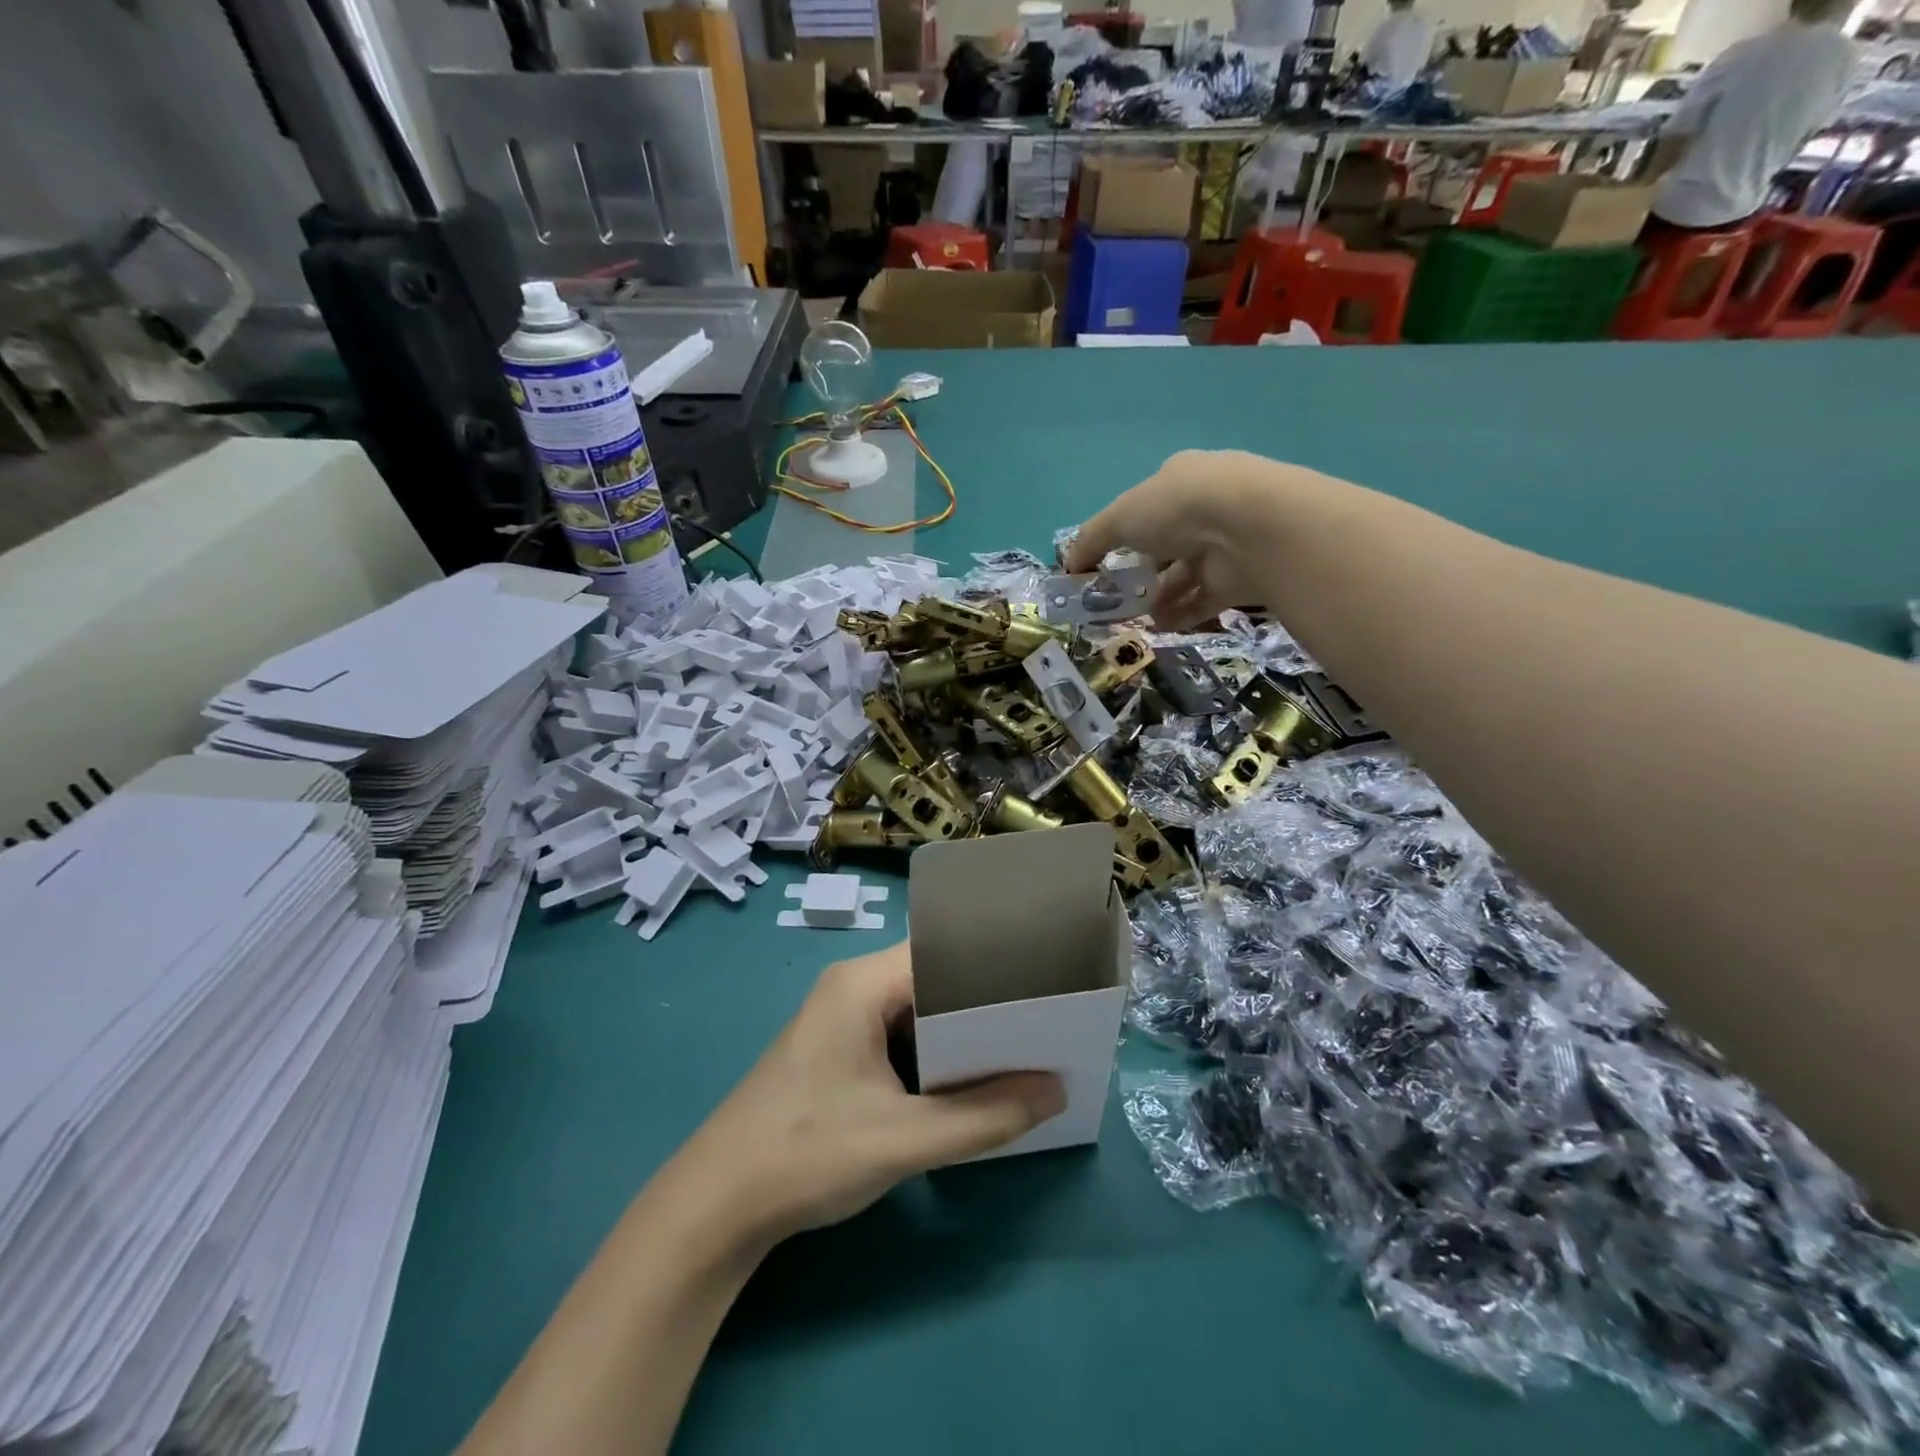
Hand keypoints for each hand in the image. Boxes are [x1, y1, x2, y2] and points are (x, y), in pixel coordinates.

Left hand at [674, 943, 1064, 1246]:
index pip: (944, 949)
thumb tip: (1056, 1091)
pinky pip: (899, 1035)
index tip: (1044, 984)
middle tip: (1043, 1021)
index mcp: (863, 983)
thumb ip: (984, 1117)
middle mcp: (853, 986)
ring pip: (918, 1010)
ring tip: (1021, 1047)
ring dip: (961, 1033)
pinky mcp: (838, 1049)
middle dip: (985, 1002)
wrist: (716, 1206)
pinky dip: (934, 1054)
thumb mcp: (905, 1139)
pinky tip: (967, 1080)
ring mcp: (842, 1018)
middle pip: (934, 978)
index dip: (994, 964)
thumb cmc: (807, 1154)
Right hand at [1067, 450, 1326, 630]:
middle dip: (1140, 569)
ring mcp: (1226, 543)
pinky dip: (1180, 613)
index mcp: (1181, 479)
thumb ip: (1091, 540)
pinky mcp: (1240, 578)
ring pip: (1185, 574)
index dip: (1123, 531)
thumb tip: (1069, 565)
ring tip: (1132, 617)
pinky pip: (1203, 599)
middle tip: (1114, 595)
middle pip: (1167, 542)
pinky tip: (1157, 626)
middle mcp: (1207, 507)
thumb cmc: (1177, 508)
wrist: (1250, 529)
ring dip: (1158, 596)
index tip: (1102, 560)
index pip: (1148, 505)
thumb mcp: (1120, 517)